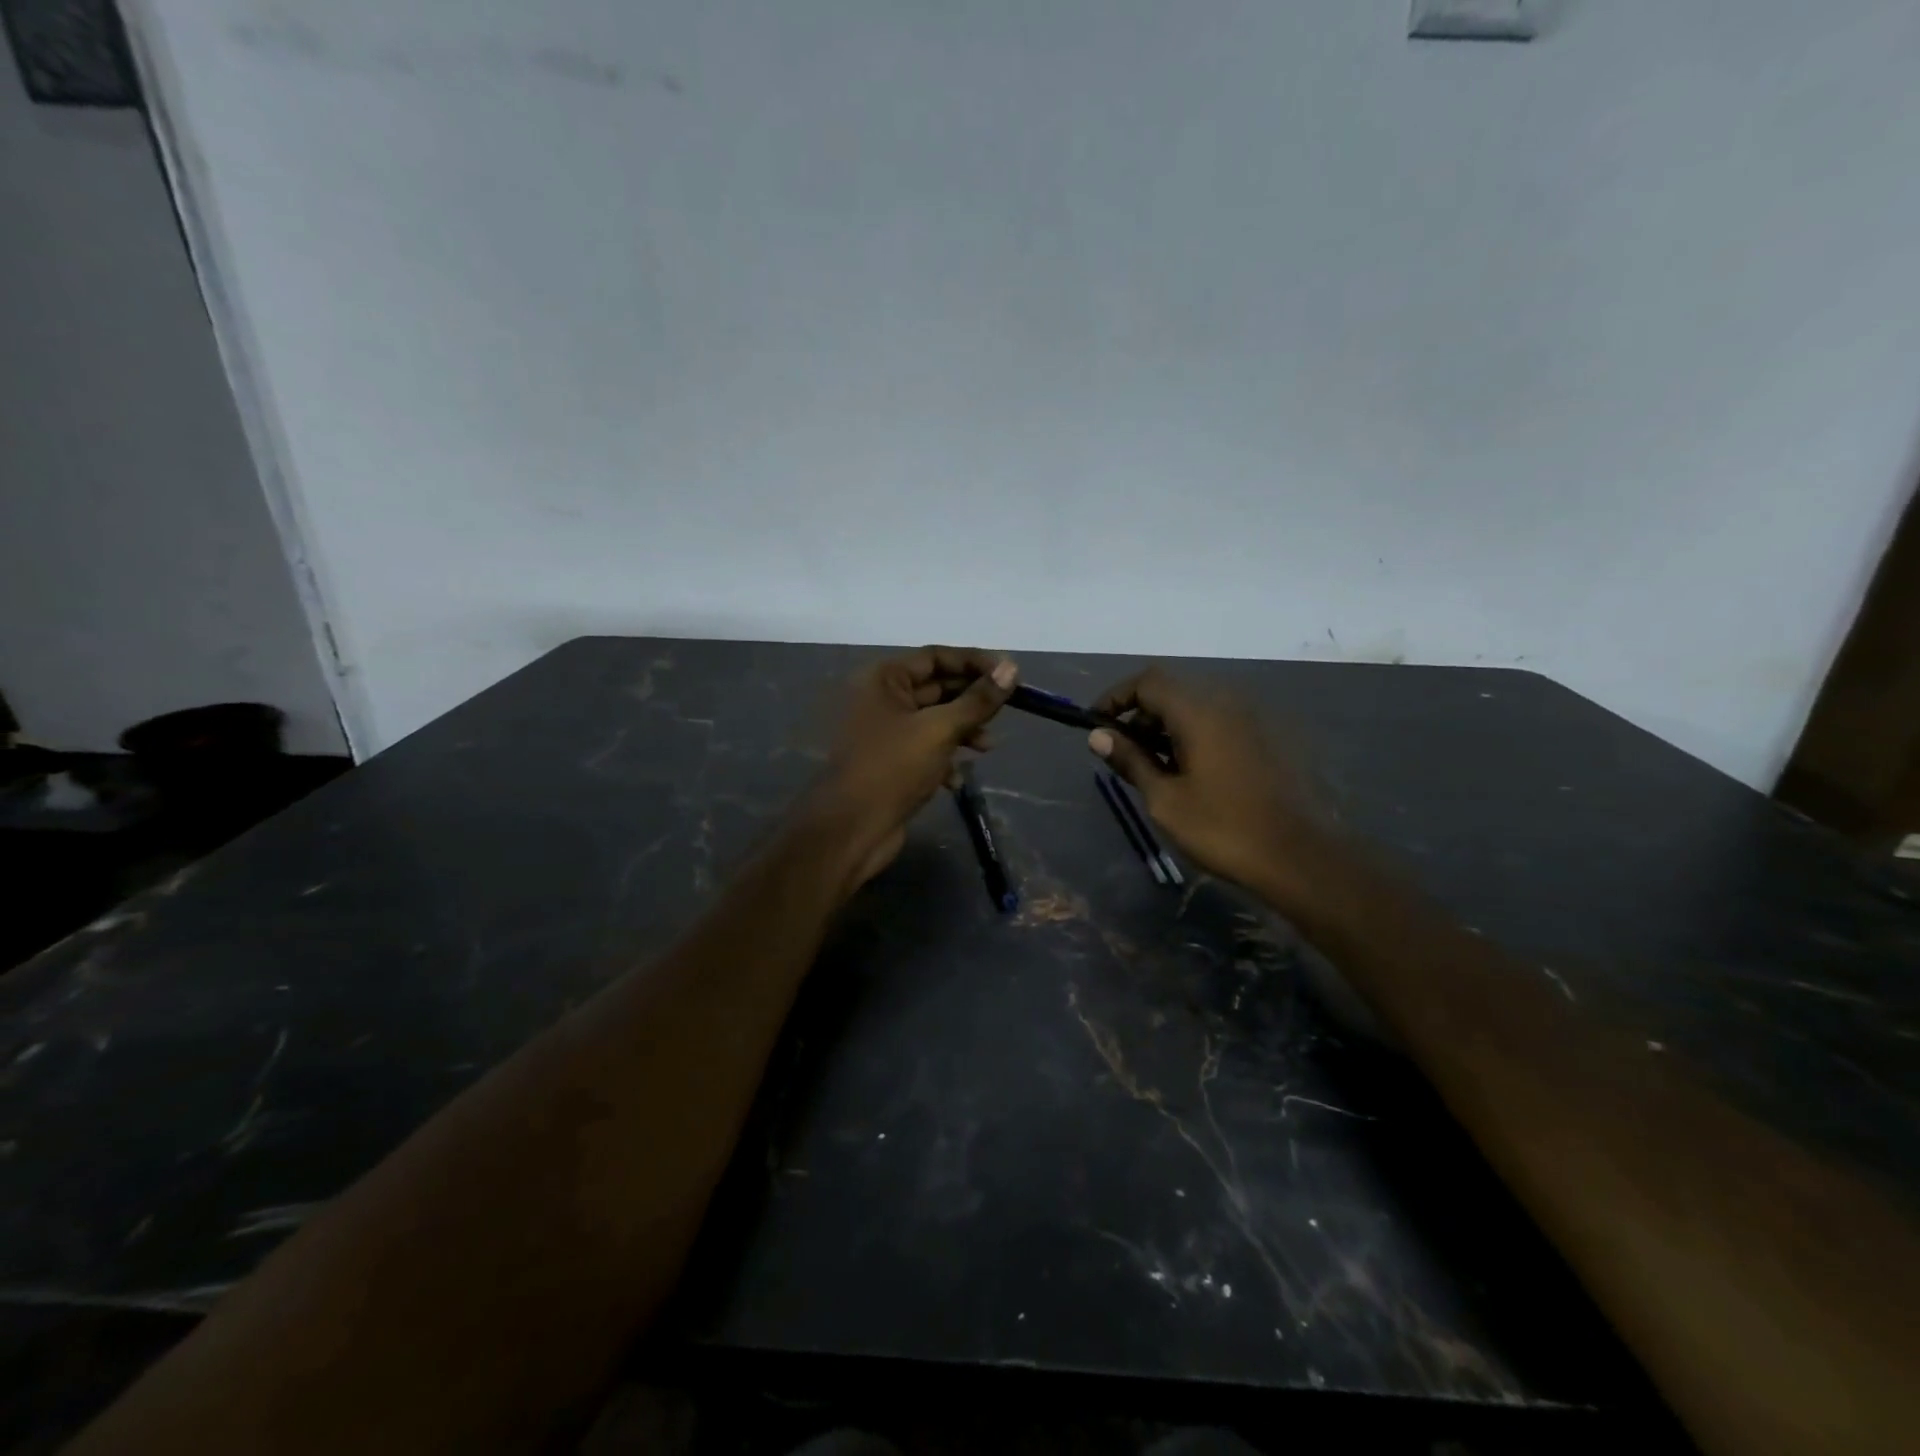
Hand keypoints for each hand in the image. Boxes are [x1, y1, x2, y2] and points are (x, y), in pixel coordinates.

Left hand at [810, 646, 1017, 889]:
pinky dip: (945, 759)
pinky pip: (925, 750)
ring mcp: (884, 733)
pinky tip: (958, 779)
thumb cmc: (893, 767)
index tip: (1010, 674)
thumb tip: (1011, 668)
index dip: (974, 662)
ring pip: (934, 721)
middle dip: (972, 700)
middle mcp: (881, 699)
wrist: (852, 828)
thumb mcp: (940, 729)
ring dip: (963, 731)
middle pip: (937, 688)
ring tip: (988, 748)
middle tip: (1006, 712)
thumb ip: (978, 700)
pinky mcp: (891, 763)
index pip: (935, 656)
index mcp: (884, 679)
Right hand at [1087, 667, 1338, 910]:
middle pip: (1172, 692)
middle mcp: (1228, 704)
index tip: (1096, 724)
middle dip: (1140, 716)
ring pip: (1197, 709)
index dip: (1116, 697)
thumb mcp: (1165, 799)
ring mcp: (1252, 721)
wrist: (1300, 858)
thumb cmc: (1223, 829)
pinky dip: (1194, 737)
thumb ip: (1131, 761)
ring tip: (1153, 769)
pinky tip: (1189, 774)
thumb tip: (1098, 735)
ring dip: (1166, 728)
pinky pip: (1220, 724)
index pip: (1148, 682)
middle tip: (1122, 754)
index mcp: (1200, 712)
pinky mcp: (1268, 741)